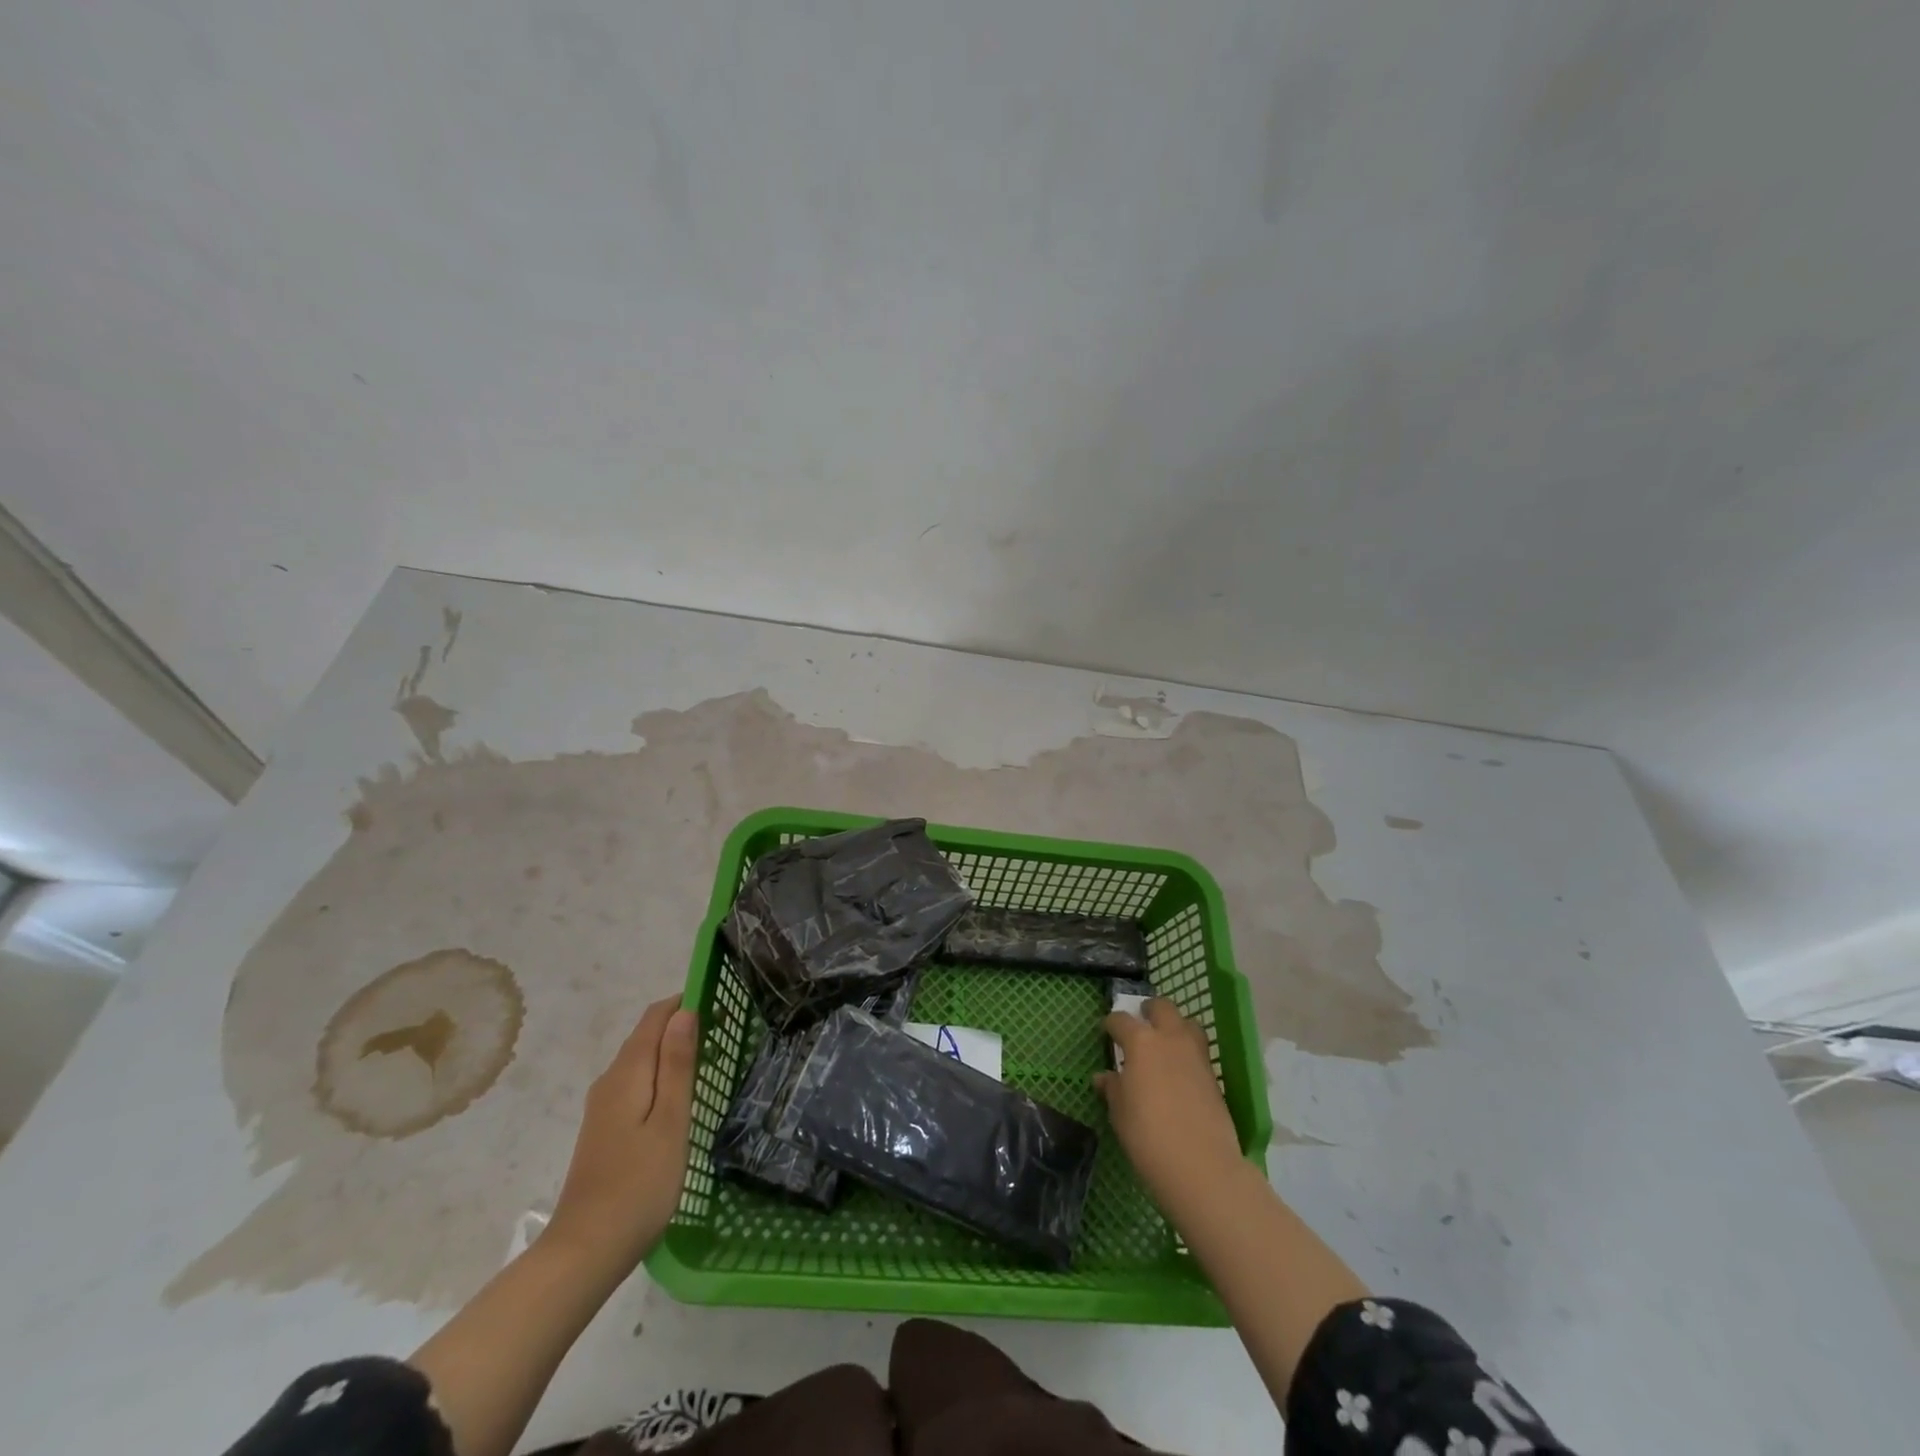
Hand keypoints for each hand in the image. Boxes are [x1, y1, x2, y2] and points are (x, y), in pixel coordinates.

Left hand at [544, 996, 697, 1274]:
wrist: (585, 1252)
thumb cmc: (639, 1185)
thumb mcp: (671, 1122)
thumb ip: (678, 1065)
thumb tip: (684, 1012)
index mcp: (627, 1072)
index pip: (655, 1016)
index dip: (685, 1002)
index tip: (721, 1006)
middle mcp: (610, 1081)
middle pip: (646, 1036)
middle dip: (682, 1026)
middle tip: (725, 1035)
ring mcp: (602, 1107)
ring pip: (641, 1061)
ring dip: (672, 1053)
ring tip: (710, 1063)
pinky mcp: (604, 1129)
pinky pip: (636, 1084)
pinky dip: (660, 1077)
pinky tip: (680, 1098)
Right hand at [1097, 998, 1246, 1216]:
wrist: (1201, 1165)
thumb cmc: (1147, 1135)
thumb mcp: (1119, 1112)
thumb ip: (1112, 1088)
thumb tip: (1104, 1077)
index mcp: (1141, 1042)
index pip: (1121, 1021)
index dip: (1112, 1024)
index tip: (1107, 1031)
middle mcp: (1170, 1039)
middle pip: (1162, 1008)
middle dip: (1150, 1010)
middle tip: (1141, 1021)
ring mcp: (1196, 1055)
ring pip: (1187, 1024)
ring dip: (1175, 1025)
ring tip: (1165, 1042)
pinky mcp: (1214, 1076)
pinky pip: (1199, 1050)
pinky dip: (1188, 1051)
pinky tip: (1179, 1071)